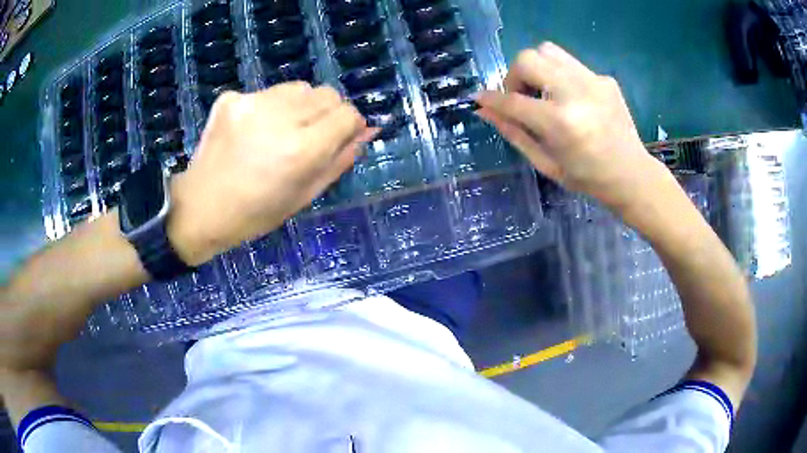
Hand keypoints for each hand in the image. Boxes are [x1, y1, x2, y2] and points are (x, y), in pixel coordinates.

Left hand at [168, 82, 375, 264]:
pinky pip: (268, 92)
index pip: (348, 114)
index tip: (339, 138)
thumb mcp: (304, 196)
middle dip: (327, 113)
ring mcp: (252, 102)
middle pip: (327, 94)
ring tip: (279, 132)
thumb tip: (366, 132)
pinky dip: (270, 108)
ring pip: (299, 88)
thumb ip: (339, 160)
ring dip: (300, 106)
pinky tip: (253, 131)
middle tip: (307, 138)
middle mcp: (281, 117)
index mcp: (302, 150)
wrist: (200, 207)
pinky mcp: (232, 97)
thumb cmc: (255, 213)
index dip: (349, 125)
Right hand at [475, 42, 669, 211]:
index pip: (512, 100)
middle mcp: (575, 93)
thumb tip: (485, 111)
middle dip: (515, 76)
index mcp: (559, 122)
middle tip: (522, 96)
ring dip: (536, 68)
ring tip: (544, 91)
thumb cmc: (587, 177)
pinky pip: (571, 64)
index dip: (491, 98)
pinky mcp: (604, 78)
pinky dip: (560, 76)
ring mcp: (593, 81)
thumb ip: (514, 132)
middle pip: (528, 59)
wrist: (632, 174)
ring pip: (548, 51)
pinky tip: (571, 99)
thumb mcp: (546, 163)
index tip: (479, 98)